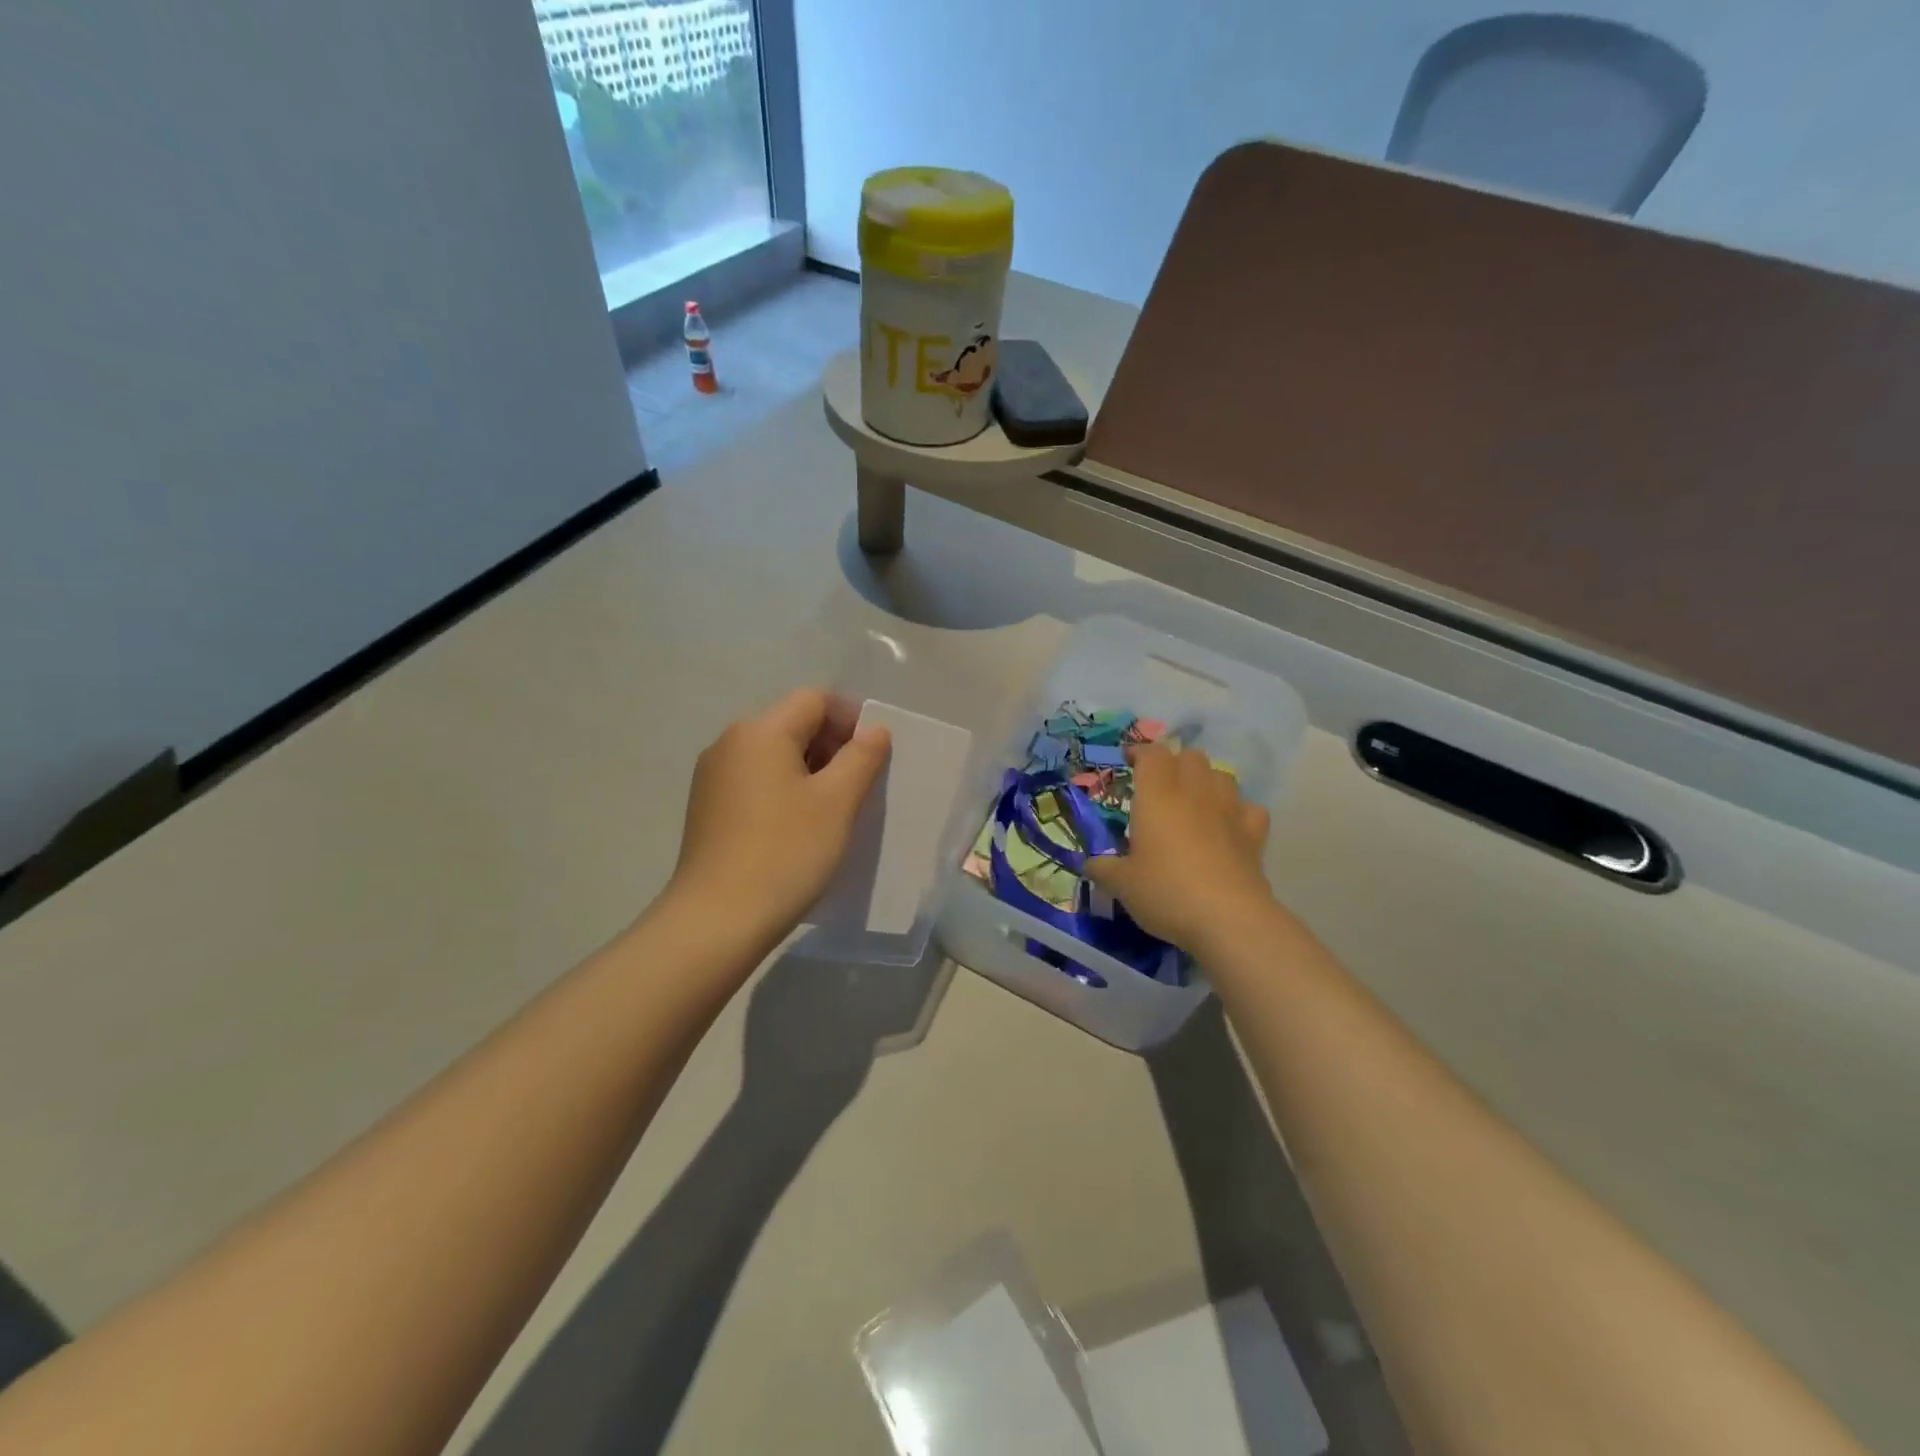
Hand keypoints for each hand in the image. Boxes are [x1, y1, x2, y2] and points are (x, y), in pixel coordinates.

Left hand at [668, 688, 890, 945]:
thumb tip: (874, 729)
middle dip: (834, 746)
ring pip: (776, 755)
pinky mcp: (708, 808)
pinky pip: (757, 781)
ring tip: (835, 811)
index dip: (852, 719)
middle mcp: (730, 743)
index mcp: (760, 731)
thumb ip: (862, 757)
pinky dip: (786, 791)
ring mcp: (713, 776)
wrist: (716, 921)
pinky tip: (801, 828)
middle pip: (793, 724)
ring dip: (812, 771)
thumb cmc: (785, 853)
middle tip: (861, 787)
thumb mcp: (837, 802)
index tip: (875, 757)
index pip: (815, 700)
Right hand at [1085, 743, 1274, 956]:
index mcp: (1157, 795)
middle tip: (1159, 786)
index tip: (1129, 761)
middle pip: (1190, 756)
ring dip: (1207, 781)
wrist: (1228, 918)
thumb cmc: (1166, 891)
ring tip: (1194, 802)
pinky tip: (1228, 826)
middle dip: (1175, 763)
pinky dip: (1238, 811)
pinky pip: (1248, 808)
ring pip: (1222, 774)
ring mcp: (1229, 809)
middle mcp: (1194, 792)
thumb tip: (1091, 864)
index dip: (1140, 752)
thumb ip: (1103, 868)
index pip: (1152, 753)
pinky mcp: (1254, 833)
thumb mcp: (1121, 884)